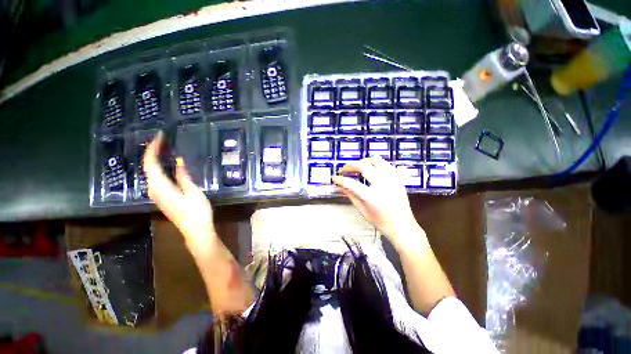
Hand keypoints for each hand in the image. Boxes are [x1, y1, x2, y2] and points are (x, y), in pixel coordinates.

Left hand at [143, 132, 216, 256]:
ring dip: (156, 159)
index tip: (160, 136)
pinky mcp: (162, 197)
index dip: (153, 148)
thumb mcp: (193, 191)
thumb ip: (183, 176)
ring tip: (165, 149)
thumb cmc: (197, 211)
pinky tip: (167, 164)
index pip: (150, 163)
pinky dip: (159, 168)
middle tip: (164, 140)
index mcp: (161, 187)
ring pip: (151, 172)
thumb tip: (178, 161)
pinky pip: (156, 178)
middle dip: (153, 152)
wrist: (195, 230)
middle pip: (148, 167)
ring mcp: (156, 194)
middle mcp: (153, 189)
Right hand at [332, 158, 422, 246]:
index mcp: (371, 196)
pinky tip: (371, 168)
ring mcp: (391, 180)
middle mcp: (382, 184)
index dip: (340, 180)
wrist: (403, 226)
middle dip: (350, 166)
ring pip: (376, 161)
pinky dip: (376, 163)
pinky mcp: (397, 179)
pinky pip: (386, 164)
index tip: (334, 178)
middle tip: (344, 169)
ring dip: (364, 161)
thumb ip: (350, 196)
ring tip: (357, 165)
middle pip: (363, 166)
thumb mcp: (363, 211)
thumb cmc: (381, 222)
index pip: (351, 183)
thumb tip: (338, 188)